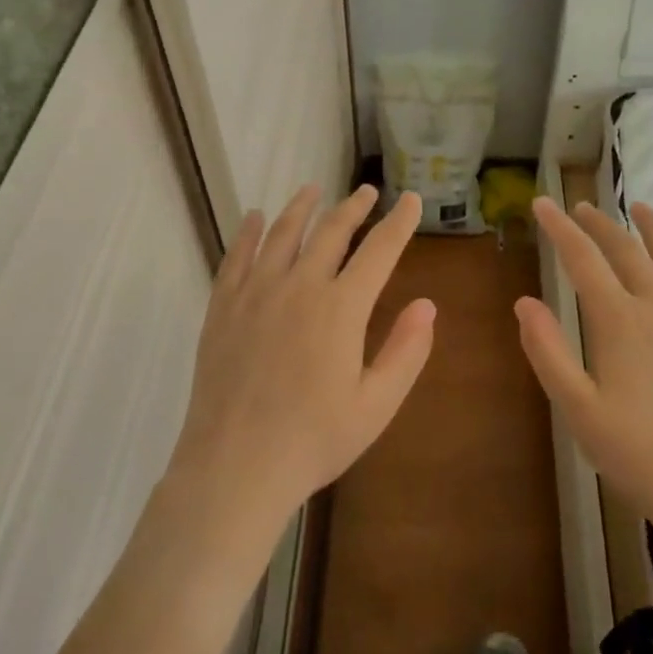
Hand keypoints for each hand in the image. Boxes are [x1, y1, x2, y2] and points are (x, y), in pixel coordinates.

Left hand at [167, 184, 435, 549]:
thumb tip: (428, 304)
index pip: (379, 250)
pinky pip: (237, 256)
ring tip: (313, 190)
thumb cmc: (314, 439)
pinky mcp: (224, 306)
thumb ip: (406, 351)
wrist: (236, 464)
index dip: (399, 222)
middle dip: (353, 208)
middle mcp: (300, 286)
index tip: (410, 200)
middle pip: (331, 232)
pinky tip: (256, 218)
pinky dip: (250, 232)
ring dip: (302, 207)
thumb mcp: (376, 404)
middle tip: (366, 192)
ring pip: (283, 234)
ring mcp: (257, 292)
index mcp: (342, 308)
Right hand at [515, 197, 652, 543]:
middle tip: (580, 207)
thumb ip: (547, 351)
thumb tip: (524, 302)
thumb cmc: (637, 453)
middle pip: (626, 251)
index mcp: (618, 321)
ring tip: (639, 208)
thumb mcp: (576, 408)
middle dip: (599, 224)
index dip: (559, 228)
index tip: (542, 204)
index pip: (582, 259)